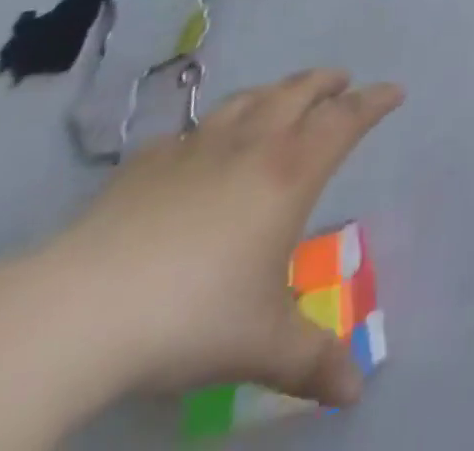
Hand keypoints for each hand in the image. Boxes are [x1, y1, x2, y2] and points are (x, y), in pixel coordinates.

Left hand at [42, 69, 402, 404]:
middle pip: (299, 91)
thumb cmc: (191, 317)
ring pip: (249, 98)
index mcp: (291, 171)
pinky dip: (210, 129)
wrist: (79, 311)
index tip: (394, 91)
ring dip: (275, 90)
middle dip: (326, 82)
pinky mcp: (148, 163)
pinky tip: (199, 146)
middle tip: (342, 81)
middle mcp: (252, 143)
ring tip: (283, 96)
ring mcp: (197, 147)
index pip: (346, 119)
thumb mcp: (262, 345)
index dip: (374, 101)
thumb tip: (356, 393)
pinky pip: (190, 131)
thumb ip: (313, 361)